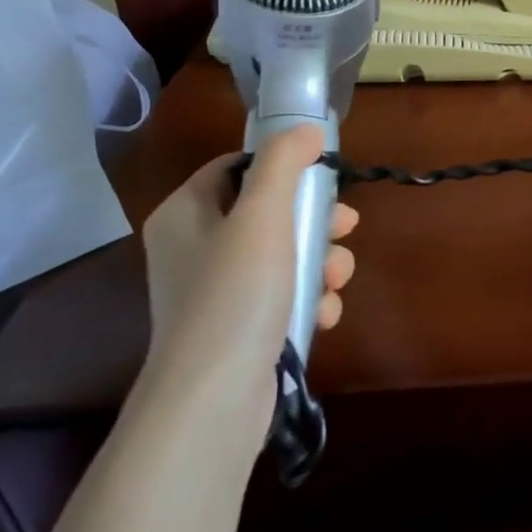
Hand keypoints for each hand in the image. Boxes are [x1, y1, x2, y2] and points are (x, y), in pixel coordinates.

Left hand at [140, 125, 357, 415]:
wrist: (213, 401)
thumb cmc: (234, 295)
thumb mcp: (262, 215)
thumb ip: (284, 163)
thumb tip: (306, 129)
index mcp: (186, 214)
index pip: (236, 167)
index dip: (282, 166)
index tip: (323, 177)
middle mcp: (195, 249)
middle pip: (269, 212)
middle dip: (315, 221)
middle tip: (346, 228)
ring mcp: (217, 294)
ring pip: (284, 256)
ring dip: (321, 263)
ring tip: (336, 280)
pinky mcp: (239, 330)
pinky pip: (283, 297)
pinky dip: (308, 300)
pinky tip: (323, 314)